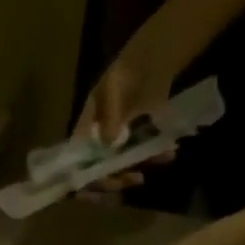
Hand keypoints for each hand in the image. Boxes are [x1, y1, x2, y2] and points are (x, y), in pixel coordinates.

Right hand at [73, 47, 178, 190]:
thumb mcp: (112, 90)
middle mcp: (95, 146)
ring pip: (120, 171)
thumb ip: (109, 116)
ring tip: (159, 160)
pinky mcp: (136, 144)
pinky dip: (153, 159)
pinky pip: (140, 159)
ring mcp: (116, 147)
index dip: (86, 180)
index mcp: (83, 135)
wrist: (151, 60)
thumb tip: (110, 144)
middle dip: (116, 180)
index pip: (76, 167)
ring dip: (138, 170)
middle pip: (98, 175)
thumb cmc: (125, 73)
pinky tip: (168, 153)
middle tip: (136, 177)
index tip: (106, 183)